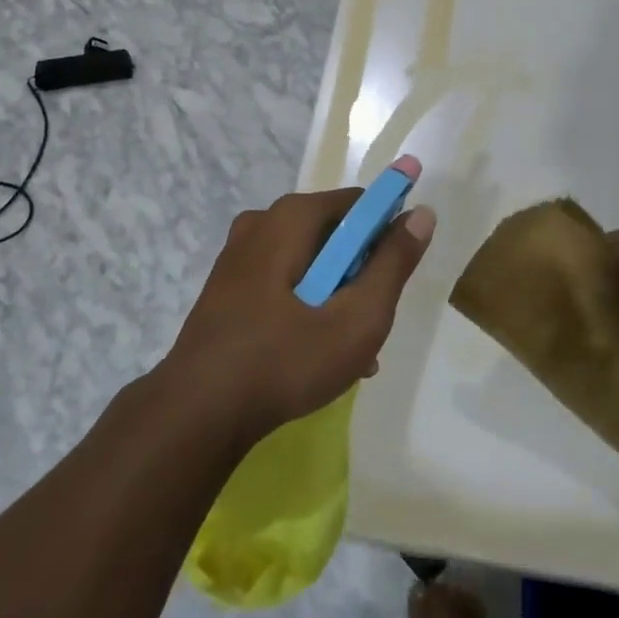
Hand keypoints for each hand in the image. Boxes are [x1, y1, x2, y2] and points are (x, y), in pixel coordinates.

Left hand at [165, 189, 436, 441]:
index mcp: (291, 217)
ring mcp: (238, 255)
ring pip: (309, 264)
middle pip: (333, 235)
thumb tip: (422, 213)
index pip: (359, 203)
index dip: (387, 234)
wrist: (196, 413)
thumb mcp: (357, 317)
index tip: (395, 279)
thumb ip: (393, 263)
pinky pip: (282, 282)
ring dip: (336, 298)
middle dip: (360, 275)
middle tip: (372, 322)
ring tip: (351, 353)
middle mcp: (261, 222)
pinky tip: (316, 355)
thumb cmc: (285, 360)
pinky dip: (306, 307)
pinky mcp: (227, 286)